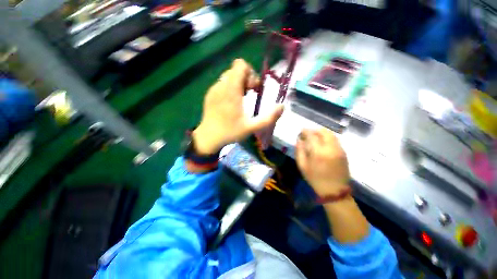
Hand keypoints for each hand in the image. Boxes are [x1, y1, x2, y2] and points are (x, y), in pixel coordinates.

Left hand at [193, 59, 283, 154]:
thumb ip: (268, 118)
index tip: (253, 89)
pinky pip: (222, 84)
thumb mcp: (252, 127)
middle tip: (248, 95)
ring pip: (228, 77)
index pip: (240, 65)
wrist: (208, 137)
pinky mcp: (209, 94)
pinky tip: (230, 103)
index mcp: (231, 90)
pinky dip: (229, 89)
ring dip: (238, 84)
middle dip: (246, 79)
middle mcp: (221, 85)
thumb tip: (282, 106)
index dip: (250, 73)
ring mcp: (213, 89)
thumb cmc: (230, 132)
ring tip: (240, 100)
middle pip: (236, 70)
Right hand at [296, 128, 349, 195]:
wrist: (334, 190)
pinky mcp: (344, 152)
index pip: (312, 135)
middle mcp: (330, 148)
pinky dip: (328, 137)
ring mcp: (339, 150)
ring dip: (322, 133)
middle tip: (308, 133)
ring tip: (315, 136)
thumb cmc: (315, 179)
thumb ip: (299, 151)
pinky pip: (335, 140)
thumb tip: (299, 140)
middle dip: (314, 130)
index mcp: (318, 152)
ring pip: (331, 134)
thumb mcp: (302, 166)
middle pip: (323, 132)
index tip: (301, 130)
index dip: (306, 131)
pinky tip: (323, 142)